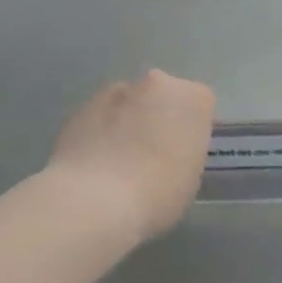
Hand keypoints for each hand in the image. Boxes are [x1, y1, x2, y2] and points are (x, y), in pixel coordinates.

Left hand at [47, 70, 216, 243]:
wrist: (94, 200)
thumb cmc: (157, 193)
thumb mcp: (190, 178)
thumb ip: (184, 151)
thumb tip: (167, 151)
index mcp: (193, 98)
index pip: (200, 105)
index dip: (190, 130)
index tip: (182, 154)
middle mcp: (156, 83)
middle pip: (162, 96)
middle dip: (157, 118)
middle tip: (151, 155)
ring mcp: (115, 91)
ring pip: (128, 104)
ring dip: (126, 123)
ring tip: (117, 163)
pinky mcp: (81, 106)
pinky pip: (99, 118)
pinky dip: (99, 133)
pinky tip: (94, 165)